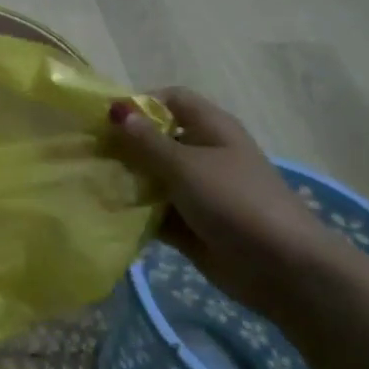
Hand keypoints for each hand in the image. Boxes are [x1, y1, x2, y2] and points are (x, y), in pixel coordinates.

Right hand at [110, 86, 342, 323]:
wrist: (281, 268)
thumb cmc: (235, 201)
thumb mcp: (185, 166)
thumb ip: (146, 141)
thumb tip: (115, 110)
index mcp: (211, 129)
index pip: (171, 100)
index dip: (140, 103)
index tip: (106, 119)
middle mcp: (203, 154)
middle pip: (157, 139)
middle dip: (124, 144)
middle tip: (87, 152)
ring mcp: (196, 191)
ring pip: (152, 177)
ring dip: (126, 180)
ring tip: (88, 182)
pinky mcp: (189, 224)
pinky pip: (154, 211)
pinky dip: (134, 212)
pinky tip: (104, 212)